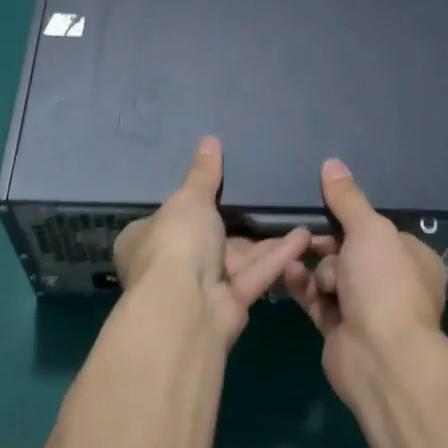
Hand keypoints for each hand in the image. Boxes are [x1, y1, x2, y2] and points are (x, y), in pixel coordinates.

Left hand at [113, 137, 312, 348]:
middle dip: (239, 223)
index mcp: (144, 240)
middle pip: (208, 239)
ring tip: (295, 213)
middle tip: (268, 198)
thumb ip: (203, 174)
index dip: (191, 204)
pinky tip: (303, 236)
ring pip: (237, 258)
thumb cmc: (176, 243)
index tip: (219, 189)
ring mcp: (199, 288)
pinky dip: (277, 256)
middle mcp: (169, 266)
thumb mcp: (189, 198)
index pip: (167, 218)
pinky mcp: (229, 305)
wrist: (186, 307)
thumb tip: (209, 140)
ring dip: (266, 240)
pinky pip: (254, 274)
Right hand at [283, 159, 447, 406]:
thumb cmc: (385, 283)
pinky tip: (288, 271)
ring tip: (300, 256)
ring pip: (329, 274)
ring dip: (314, 265)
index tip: (326, 208)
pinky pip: (315, 298)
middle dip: (327, 243)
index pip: (377, 229)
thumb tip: (332, 163)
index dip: (350, 219)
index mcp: (412, 257)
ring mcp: (365, 308)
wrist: (380, 357)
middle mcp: (391, 282)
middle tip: (308, 234)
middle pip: (349, 250)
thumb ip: (348, 199)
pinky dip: (302, 285)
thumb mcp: (369, 230)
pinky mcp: (339, 329)